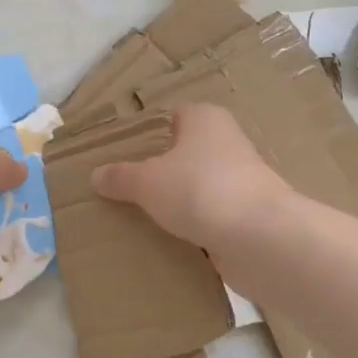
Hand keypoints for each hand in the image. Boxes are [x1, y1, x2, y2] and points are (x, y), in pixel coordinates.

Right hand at [90, 103, 292, 253]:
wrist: (261, 238)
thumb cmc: (200, 190)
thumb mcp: (147, 182)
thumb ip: (120, 177)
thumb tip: (96, 175)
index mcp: (204, 119)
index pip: (170, 117)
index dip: (145, 134)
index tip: (119, 156)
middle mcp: (225, 142)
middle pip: (182, 153)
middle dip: (157, 171)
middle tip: (122, 189)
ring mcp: (239, 179)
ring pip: (195, 186)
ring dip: (175, 201)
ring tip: (138, 217)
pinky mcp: (246, 214)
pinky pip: (209, 216)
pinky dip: (192, 226)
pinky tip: (167, 239)